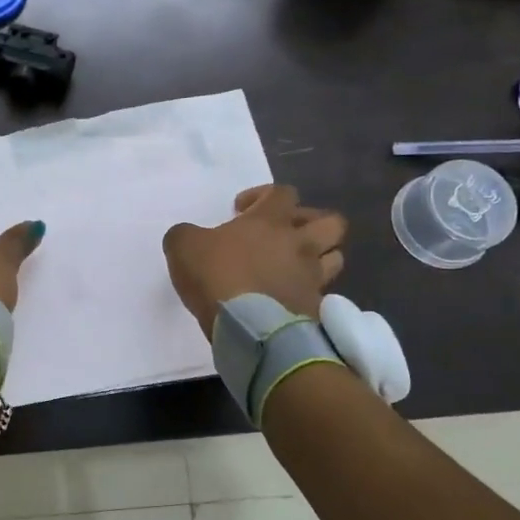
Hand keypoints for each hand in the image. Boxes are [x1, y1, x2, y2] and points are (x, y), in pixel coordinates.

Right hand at [162, 185, 346, 337]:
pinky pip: (323, 294)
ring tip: (295, 266)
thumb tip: (187, 235)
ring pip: (336, 256)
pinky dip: (311, 293)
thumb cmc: (218, 277)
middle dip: (311, 222)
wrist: (248, 327)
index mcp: (270, 221)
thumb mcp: (183, 247)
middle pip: (331, 222)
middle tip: (285, 234)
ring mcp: (312, 276)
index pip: (282, 192)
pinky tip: (291, 298)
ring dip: (319, 257)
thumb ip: (185, 235)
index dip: (263, 196)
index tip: (241, 211)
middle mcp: (300, 244)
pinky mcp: (316, 307)